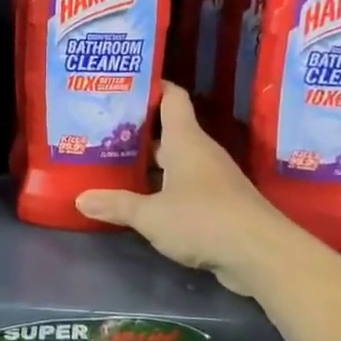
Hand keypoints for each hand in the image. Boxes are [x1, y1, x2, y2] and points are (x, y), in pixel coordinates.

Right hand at [74, 83, 300, 296]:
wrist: (261, 254)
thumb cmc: (203, 220)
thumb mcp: (150, 215)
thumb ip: (116, 205)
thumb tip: (80, 199)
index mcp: (186, 141)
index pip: (171, 98)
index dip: (151, 87)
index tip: (124, 87)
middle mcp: (200, 153)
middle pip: (168, 131)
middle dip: (138, 131)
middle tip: (103, 132)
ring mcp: (213, 178)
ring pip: (175, 161)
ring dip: (149, 163)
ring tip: (114, 165)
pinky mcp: (219, 204)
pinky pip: (185, 186)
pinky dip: (163, 188)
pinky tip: (142, 201)